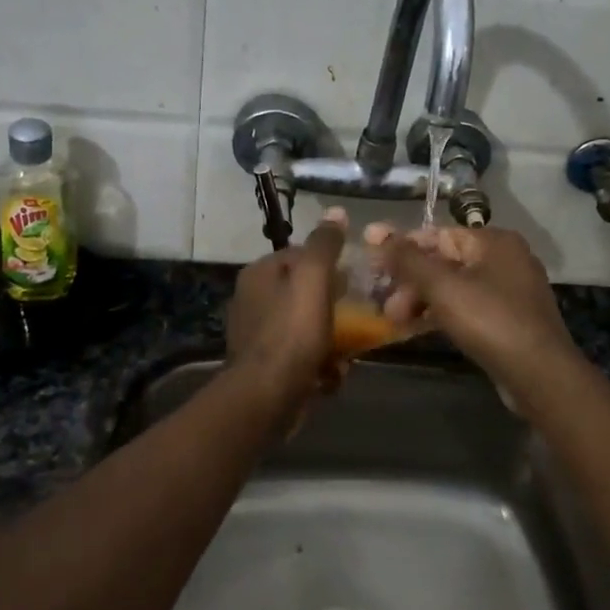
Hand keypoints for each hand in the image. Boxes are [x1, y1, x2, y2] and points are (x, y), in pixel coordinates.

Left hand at [225, 219, 344, 411]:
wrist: (266, 397)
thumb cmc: (291, 333)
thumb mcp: (314, 279)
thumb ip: (324, 245)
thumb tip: (336, 212)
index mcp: (259, 274)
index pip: (300, 255)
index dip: (330, 265)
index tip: (353, 280)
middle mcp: (253, 300)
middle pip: (305, 293)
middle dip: (333, 307)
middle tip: (356, 317)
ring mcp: (257, 335)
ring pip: (306, 327)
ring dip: (331, 340)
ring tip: (347, 352)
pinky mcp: (265, 366)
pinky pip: (300, 356)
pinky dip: (319, 365)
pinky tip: (331, 376)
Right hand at [371, 225, 581, 391]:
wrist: (540, 375)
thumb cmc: (489, 320)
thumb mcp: (442, 286)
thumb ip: (407, 259)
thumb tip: (375, 230)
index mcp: (493, 241)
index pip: (436, 235)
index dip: (401, 247)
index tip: (372, 264)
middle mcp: (505, 258)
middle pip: (444, 262)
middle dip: (410, 282)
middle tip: (384, 305)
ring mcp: (510, 290)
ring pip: (454, 287)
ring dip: (421, 300)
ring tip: (394, 320)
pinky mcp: (510, 319)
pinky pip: (467, 307)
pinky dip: (441, 314)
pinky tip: (417, 329)